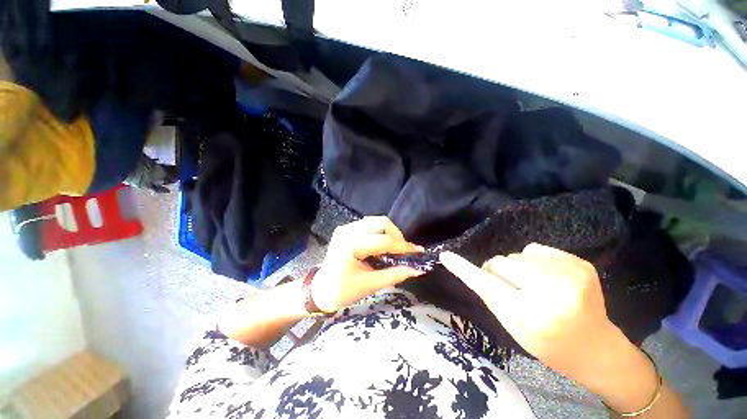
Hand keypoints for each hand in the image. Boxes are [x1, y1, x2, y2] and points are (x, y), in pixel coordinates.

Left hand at [312, 217, 424, 312]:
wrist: (320, 290)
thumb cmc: (342, 291)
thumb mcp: (370, 285)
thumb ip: (395, 274)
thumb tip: (417, 269)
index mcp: (350, 245)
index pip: (383, 241)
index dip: (403, 247)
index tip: (419, 252)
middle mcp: (348, 230)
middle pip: (381, 223)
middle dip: (397, 236)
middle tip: (405, 251)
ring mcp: (346, 228)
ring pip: (376, 221)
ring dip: (390, 233)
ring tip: (396, 248)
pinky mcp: (347, 229)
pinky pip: (369, 225)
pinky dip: (381, 233)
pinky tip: (384, 245)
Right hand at [439, 243, 620, 380]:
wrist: (596, 349)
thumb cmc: (549, 344)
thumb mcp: (513, 327)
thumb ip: (491, 295)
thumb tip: (471, 269)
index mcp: (533, 315)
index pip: (488, 285)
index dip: (464, 269)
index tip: (446, 256)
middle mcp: (554, 292)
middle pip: (503, 262)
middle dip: (500, 272)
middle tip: (513, 289)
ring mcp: (572, 274)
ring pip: (518, 254)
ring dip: (518, 267)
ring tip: (535, 286)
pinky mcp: (580, 263)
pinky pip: (536, 249)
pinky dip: (535, 261)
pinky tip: (550, 278)